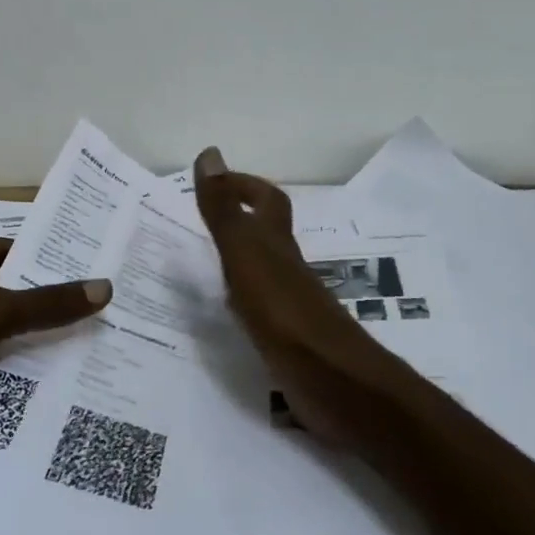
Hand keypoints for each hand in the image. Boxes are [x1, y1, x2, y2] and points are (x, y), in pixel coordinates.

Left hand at [0, 237, 110, 461]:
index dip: (41, 253)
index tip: (86, 262)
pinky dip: (30, 390)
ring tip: (107, 359)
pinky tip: (74, 398)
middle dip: (57, 310)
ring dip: (48, 355)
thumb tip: (108, 286)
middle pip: (19, 302)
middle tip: (114, 315)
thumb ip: (49, 303)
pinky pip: (5, 385)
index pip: (8, 251)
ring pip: (16, 346)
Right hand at [193, 147, 393, 444]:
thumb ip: (225, 211)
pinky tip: (226, 315)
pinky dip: (241, 302)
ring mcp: (290, 305)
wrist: (332, 380)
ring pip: (264, 271)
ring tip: (204, 266)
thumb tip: (209, 154)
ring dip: (239, 262)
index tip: (214, 183)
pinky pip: (259, 308)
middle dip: (240, 222)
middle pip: (268, 235)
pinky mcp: (288, 339)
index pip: (267, 201)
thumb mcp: (246, 254)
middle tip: (201, 224)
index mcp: (277, 245)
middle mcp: (287, 269)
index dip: (245, 186)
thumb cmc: (285, 312)